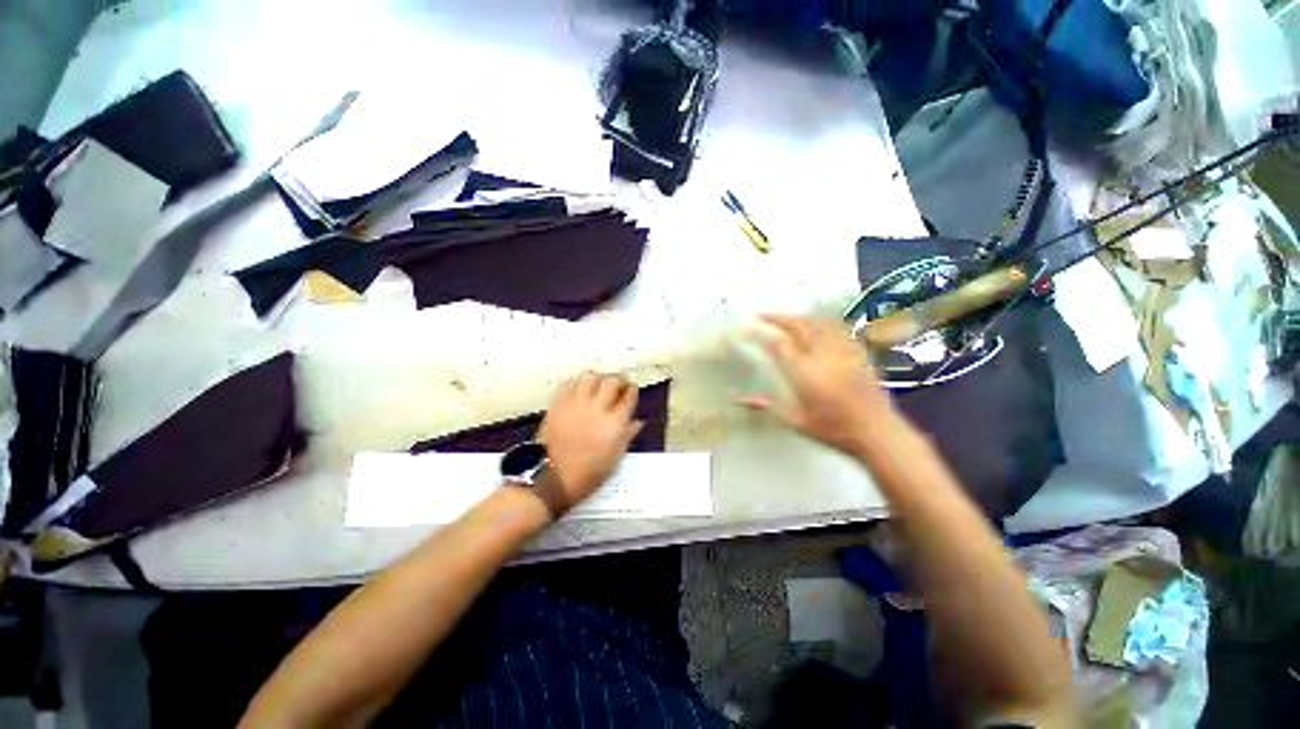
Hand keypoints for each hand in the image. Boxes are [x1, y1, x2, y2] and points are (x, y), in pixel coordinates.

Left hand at [538, 372, 643, 504]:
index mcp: (614, 423)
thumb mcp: (616, 457)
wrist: (555, 479)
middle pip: (612, 382)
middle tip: (620, 383)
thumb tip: (639, 421)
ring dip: (598, 377)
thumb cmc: (591, 472)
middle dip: (619, 379)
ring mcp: (575, 405)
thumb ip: (628, 435)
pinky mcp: (558, 405)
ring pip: (590, 377)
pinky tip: (580, 388)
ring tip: (599, 382)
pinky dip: (577, 383)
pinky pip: (568, 384)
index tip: (632, 389)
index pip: (628, 397)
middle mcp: (596, 409)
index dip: (633, 390)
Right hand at [744, 314, 897, 456]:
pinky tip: (818, 326)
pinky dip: (823, 323)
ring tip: (787, 318)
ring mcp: (843, 351)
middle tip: (763, 315)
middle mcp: (822, 355)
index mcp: (804, 372)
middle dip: (779, 318)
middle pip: (799, 326)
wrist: (877, 432)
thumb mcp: (796, 422)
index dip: (763, 332)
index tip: (750, 326)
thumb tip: (741, 400)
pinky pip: (839, 330)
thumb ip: (769, 407)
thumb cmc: (833, 430)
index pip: (779, 344)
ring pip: (819, 323)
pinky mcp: (858, 353)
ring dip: (800, 317)